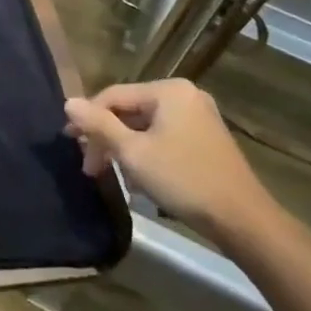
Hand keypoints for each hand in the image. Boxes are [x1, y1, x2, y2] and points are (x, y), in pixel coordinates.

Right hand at [65, 78, 277, 244]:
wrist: (242, 219)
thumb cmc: (183, 180)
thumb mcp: (133, 153)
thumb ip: (98, 125)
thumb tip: (68, 102)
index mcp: (168, 91)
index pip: (113, 95)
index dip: (87, 118)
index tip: (70, 144)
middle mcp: (184, 96)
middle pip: (129, 111)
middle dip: (106, 138)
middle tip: (90, 168)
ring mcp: (198, 117)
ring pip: (145, 126)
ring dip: (124, 149)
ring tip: (112, 176)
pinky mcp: (205, 139)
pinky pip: (163, 137)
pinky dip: (145, 153)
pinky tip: (138, 179)